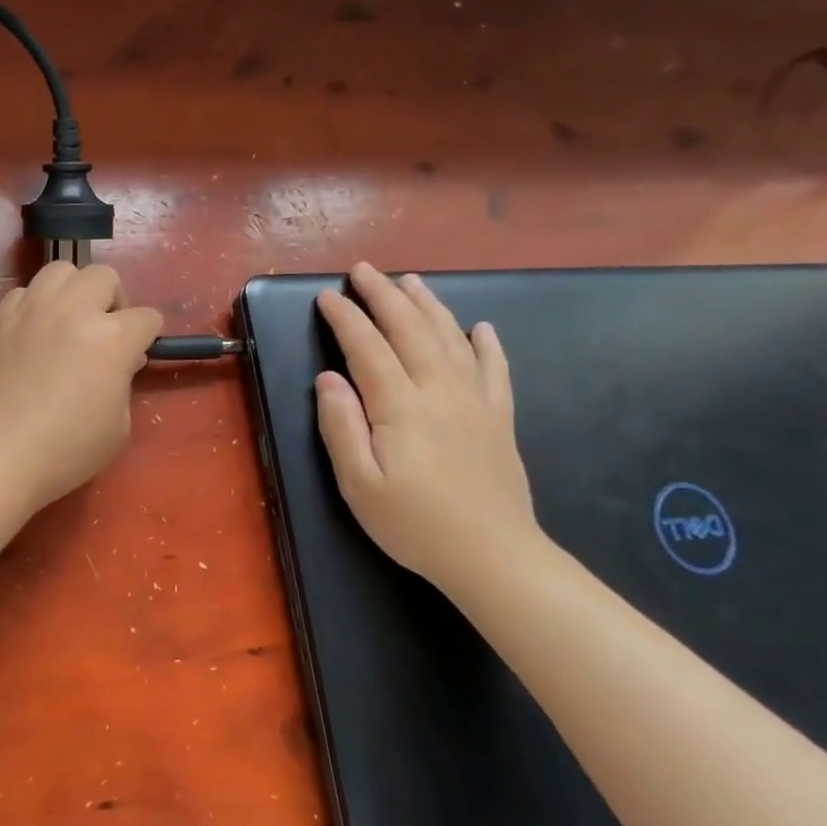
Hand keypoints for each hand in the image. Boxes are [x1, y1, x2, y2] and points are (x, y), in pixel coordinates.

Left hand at [0, 262, 162, 512]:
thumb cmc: (65, 451)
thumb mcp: (119, 427)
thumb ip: (124, 382)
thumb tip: (119, 361)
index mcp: (111, 338)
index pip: (147, 318)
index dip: (147, 337)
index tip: (136, 357)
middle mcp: (72, 311)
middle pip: (104, 276)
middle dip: (113, 301)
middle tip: (104, 332)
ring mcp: (31, 310)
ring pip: (61, 270)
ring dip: (74, 291)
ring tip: (68, 321)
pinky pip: (24, 291)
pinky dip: (36, 304)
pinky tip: (34, 332)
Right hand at [315, 264, 538, 589]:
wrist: (492, 555)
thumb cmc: (413, 523)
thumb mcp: (359, 484)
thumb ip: (341, 427)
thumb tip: (328, 379)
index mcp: (400, 406)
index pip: (367, 348)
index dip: (346, 318)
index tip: (327, 296)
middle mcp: (440, 391)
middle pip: (410, 330)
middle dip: (384, 296)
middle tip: (364, 270)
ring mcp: (475, 401)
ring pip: (451, 338)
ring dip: (428, 305)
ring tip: (410, 281)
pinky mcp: (499, 418)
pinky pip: (494, 369)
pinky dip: (486, 344)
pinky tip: (480, 327)